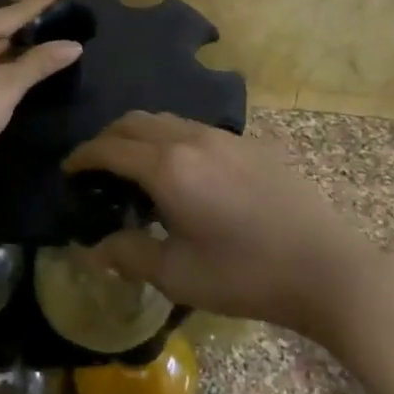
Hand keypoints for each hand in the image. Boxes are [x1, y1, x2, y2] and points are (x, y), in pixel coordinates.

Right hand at [63, 111, 373, 343]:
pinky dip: (171, 139)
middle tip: (95, 168)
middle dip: (108, 138)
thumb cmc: (245, 274)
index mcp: (168, 166)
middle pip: (135, 121)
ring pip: (166, 120)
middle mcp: (191, 138)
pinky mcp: (249, 144)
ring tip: (135, 169)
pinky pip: (195, 128)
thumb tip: (91, 249)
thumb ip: (129, 254)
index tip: (67, 170)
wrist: (326, 267)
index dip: (83, 156)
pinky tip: (182, 173)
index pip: (109, 147)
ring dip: (140, 135)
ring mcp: (224, 137)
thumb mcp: (178, 274)